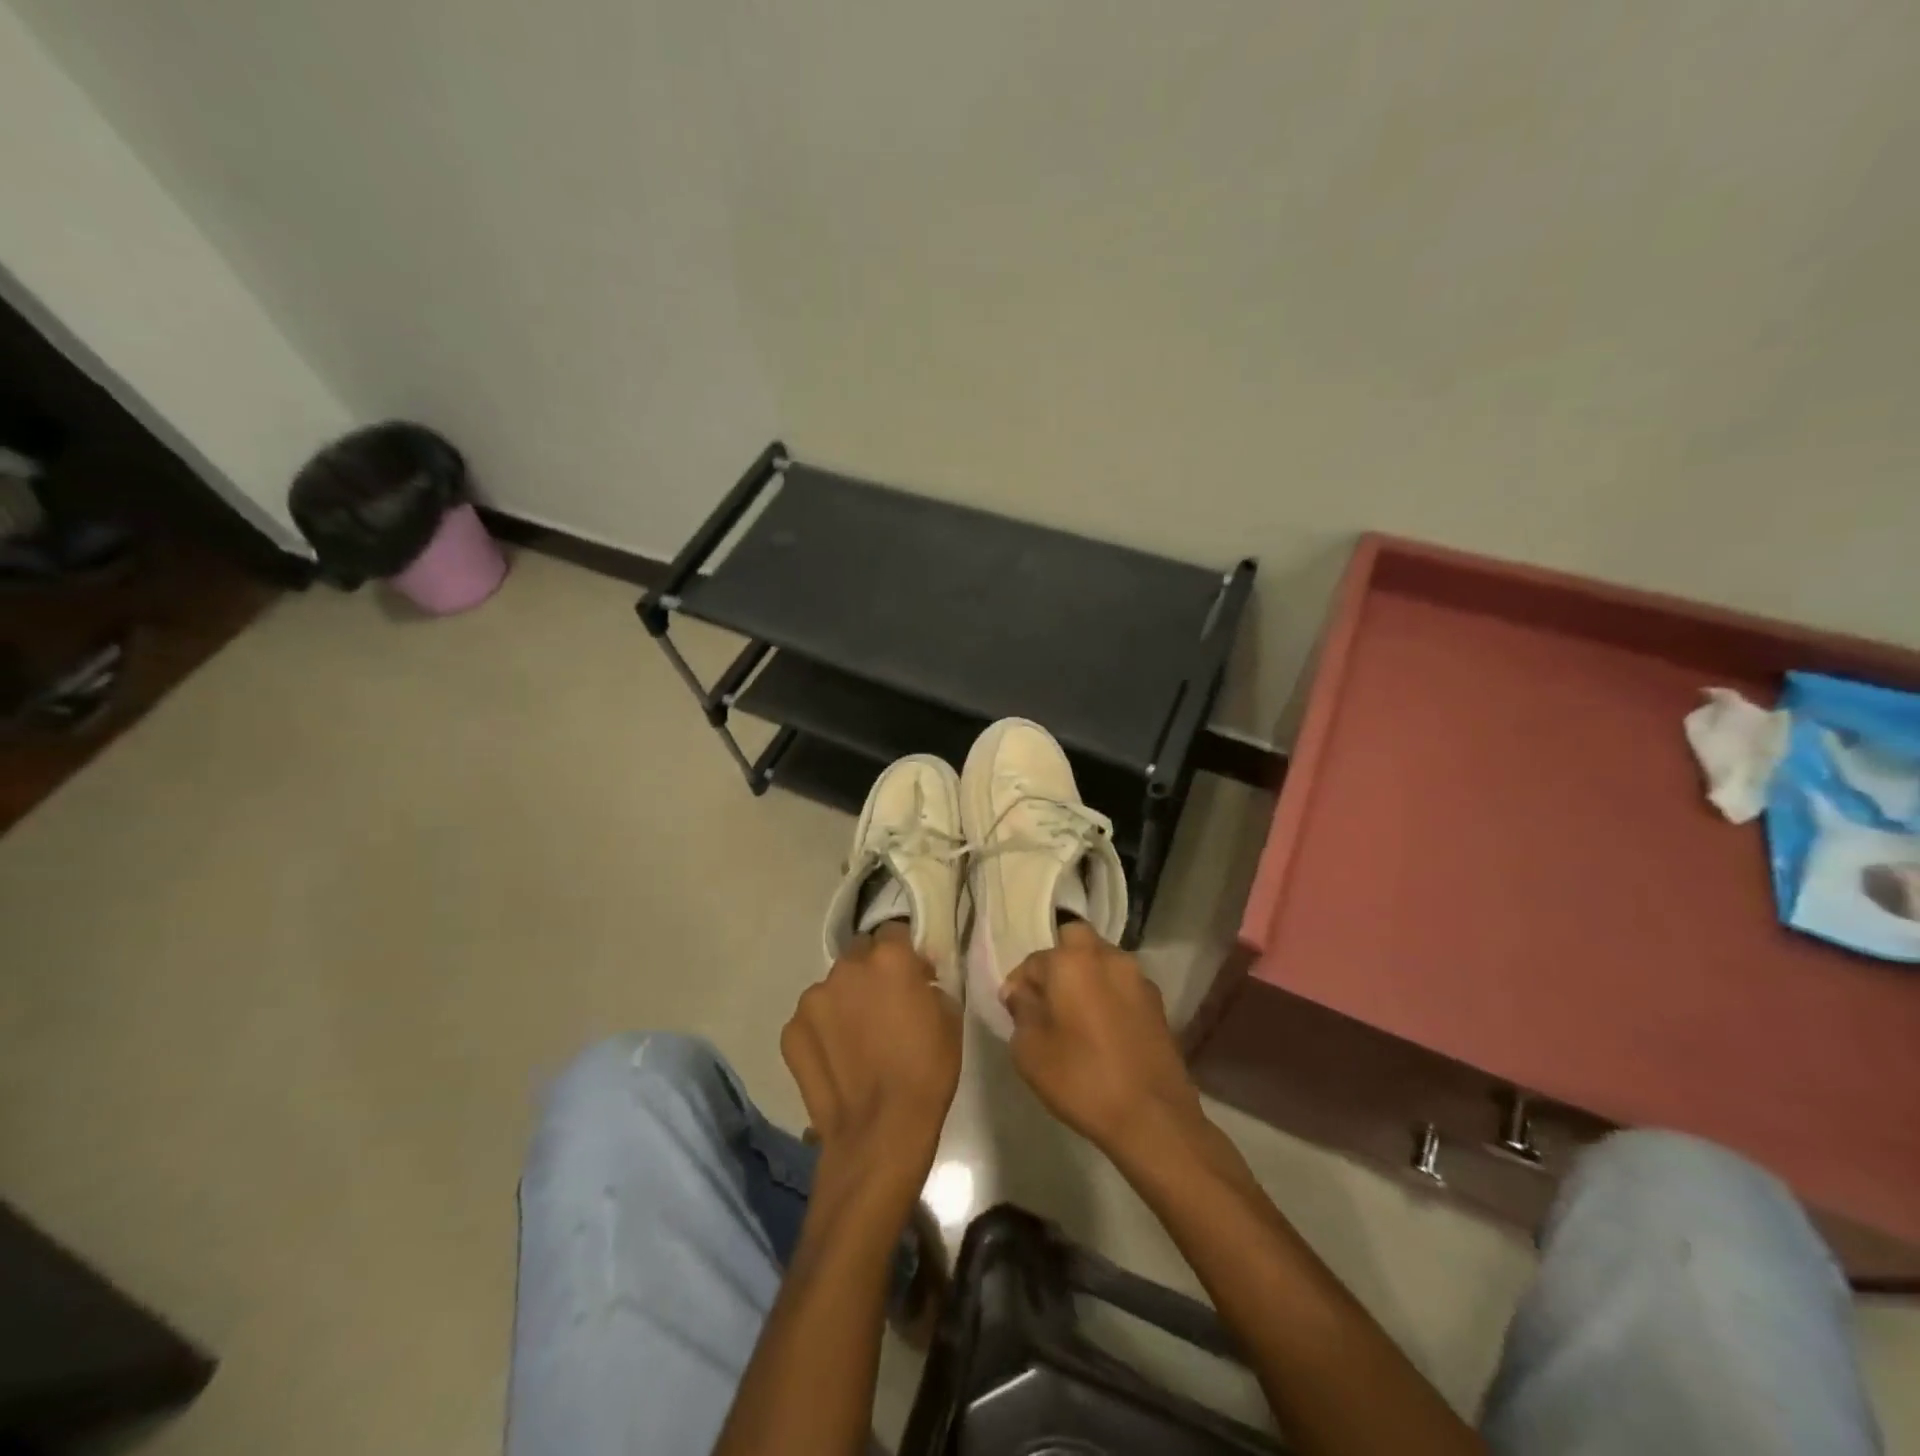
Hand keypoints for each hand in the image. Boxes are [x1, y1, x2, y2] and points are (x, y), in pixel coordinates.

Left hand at [781, 924, 961, 1192]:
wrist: (880, 1132)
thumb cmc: (926, 1072)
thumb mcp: (949, 1018)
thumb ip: (928, 985)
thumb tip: (916, 980)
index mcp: (889, 958)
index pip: (894, 931)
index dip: (903, 952)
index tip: (911, 975)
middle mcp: (846, 967)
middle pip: (859, 954)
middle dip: (871, 972)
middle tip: (883, 1004)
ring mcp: (813, 998)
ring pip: (832, 987)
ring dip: (845, 1000)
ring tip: (856, 1036)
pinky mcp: (791, 1030)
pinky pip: (812, 1018)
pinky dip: (823, 1030)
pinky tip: (836, 1057)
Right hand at [1002, 922, 1206, 1163]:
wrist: (1152, 1117)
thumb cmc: (1081, 1079)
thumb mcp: (1030, 1050)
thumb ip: (1021, 1011)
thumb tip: (1021, 992)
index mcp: (1072, 961)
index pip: (1035, 959)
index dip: (1021, 984)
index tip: (1015, 1010)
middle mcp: (1108, 957)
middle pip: (1075, 942)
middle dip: (1059, 962)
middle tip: (1049, 999)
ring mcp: (1138, 978)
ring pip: (1103, 961)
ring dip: (1087, 977)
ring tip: (1077, 1016)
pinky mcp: (1158, 1003)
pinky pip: (1123, 985)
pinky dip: (1109, 996)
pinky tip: (1103, 1029)